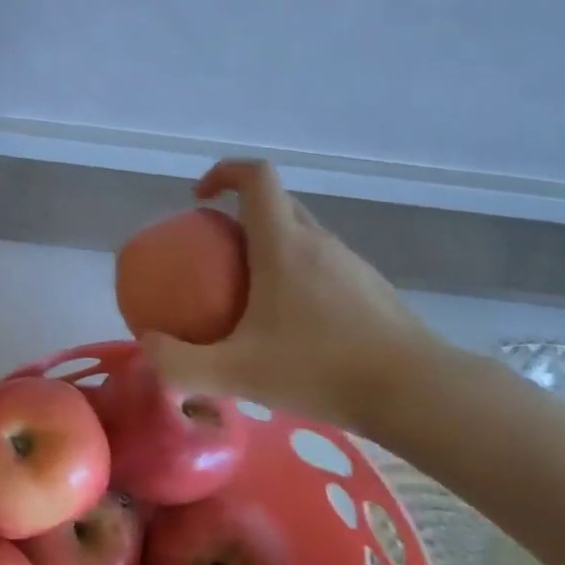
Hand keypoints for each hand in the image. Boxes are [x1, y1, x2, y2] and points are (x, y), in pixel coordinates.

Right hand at [141, 161, 444, 433]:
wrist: (416, 392)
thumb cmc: (321, 370)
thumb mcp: (237, 373)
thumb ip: (180, 364)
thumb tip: (147, 347)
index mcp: (284, 245)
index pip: (256, 176)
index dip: (223, 173)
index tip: (199, 200)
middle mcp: (318, 241)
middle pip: (276, 203)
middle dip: (240, 215)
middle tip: (215, 256)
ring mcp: (350, 263)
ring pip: (301, 234)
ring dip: (269, 246)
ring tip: (248, 296)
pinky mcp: (370, 288)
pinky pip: (322, 263)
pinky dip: (296, 274)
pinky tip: (292, 327)